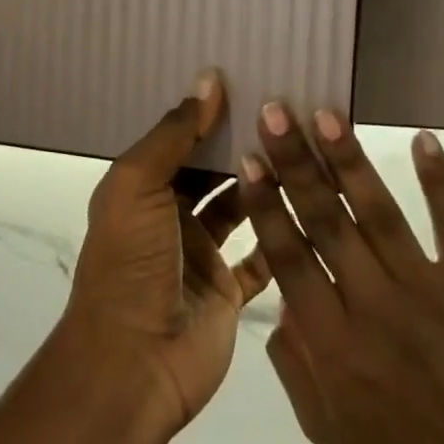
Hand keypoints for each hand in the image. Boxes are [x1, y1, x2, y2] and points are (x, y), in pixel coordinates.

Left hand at [58, 73, 272, 436]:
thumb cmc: (130, 263)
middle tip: (289, 110)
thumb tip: (207, 80)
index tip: (251, 81)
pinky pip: (260, 258)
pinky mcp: (227, 291)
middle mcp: (169, 216)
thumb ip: (172, 136)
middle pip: (210, 171)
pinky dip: (280, 236)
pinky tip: (313, 205)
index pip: (178, 140)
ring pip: (239, 209)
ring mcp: (199, 255)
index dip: (208, 114)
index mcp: (140, 188)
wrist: (133, 362)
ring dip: (265, 184)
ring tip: (306, 148)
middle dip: (241, 144)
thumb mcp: (137, 187)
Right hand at [241, 106, 443, 443]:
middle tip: (275, 112)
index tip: (249, 159)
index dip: (266, 204)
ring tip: (326, 113)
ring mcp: (425, 290)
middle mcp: (371, 303)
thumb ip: (291, 358)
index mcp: (330, 339)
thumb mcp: (324, 425)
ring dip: (351, 160)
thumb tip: (279, 296)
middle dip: (296, 162)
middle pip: (326, 220)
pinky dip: (441, 183)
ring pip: (379, 213)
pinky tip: (425, 139)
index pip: (287, 255)